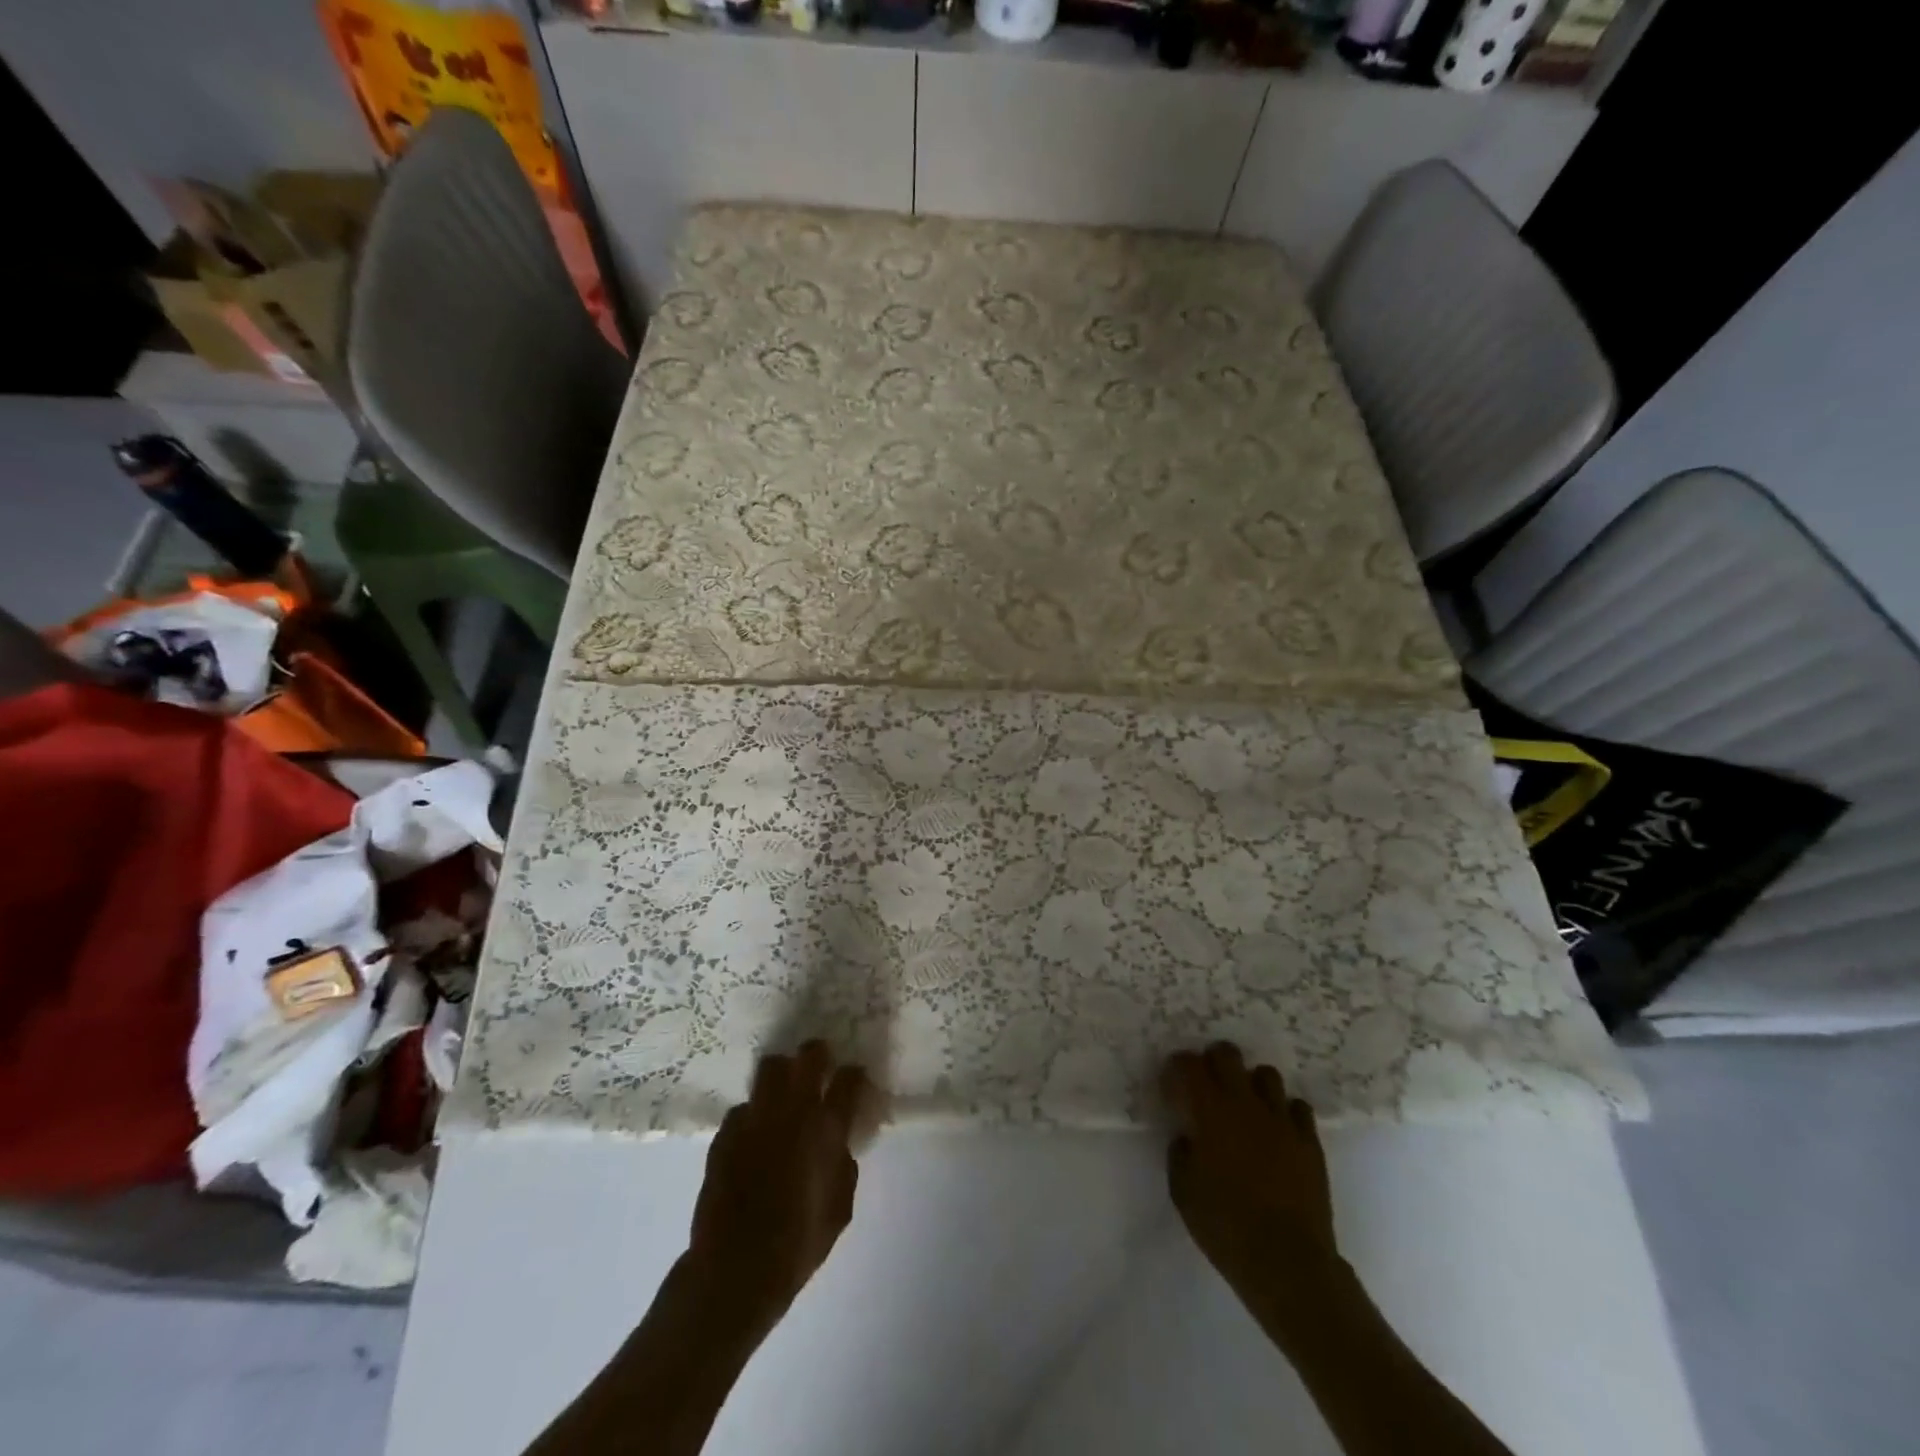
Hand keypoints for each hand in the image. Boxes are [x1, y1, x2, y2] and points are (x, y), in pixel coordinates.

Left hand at [687, 1040, 868, 1335]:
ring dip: (782, 1074)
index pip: (849, 1079)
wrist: (734, 1269)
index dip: (855, 1074)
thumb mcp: (840, 1208)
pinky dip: (753, 1115)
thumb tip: (840, 1143)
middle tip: (820, 1067)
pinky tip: (754, 1135)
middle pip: (808, 1056)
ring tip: (784, 1093)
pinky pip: (744, 1108)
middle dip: (817, 1055)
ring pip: (770, 1068)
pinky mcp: (725, 1132)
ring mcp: (755, 1117)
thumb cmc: (798, 1243)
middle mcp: (792, 1110)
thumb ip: (844, 1165)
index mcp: (826, 1128)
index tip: (855, 1079)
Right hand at [1163, 1043, 1339, 1317]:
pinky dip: (1284, 1112)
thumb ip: (1180, 1153)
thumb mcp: (1183, 1191)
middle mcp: (1244, 1104)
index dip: (1176, 1068)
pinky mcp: (1309, 1141)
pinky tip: (1277, 1131)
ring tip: (1245, 1107)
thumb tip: (1187, 1136)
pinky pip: (1297, 1107)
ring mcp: (1281, 1120)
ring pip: (1266, 1074)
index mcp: (1209, 1112)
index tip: (1172, 1085)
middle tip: (1206, 1086)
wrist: (1288, 1263)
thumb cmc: (1225, 1228)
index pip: (1187, 1064)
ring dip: (1251, 1084)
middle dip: (1212, 1062)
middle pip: (1227, 1054)